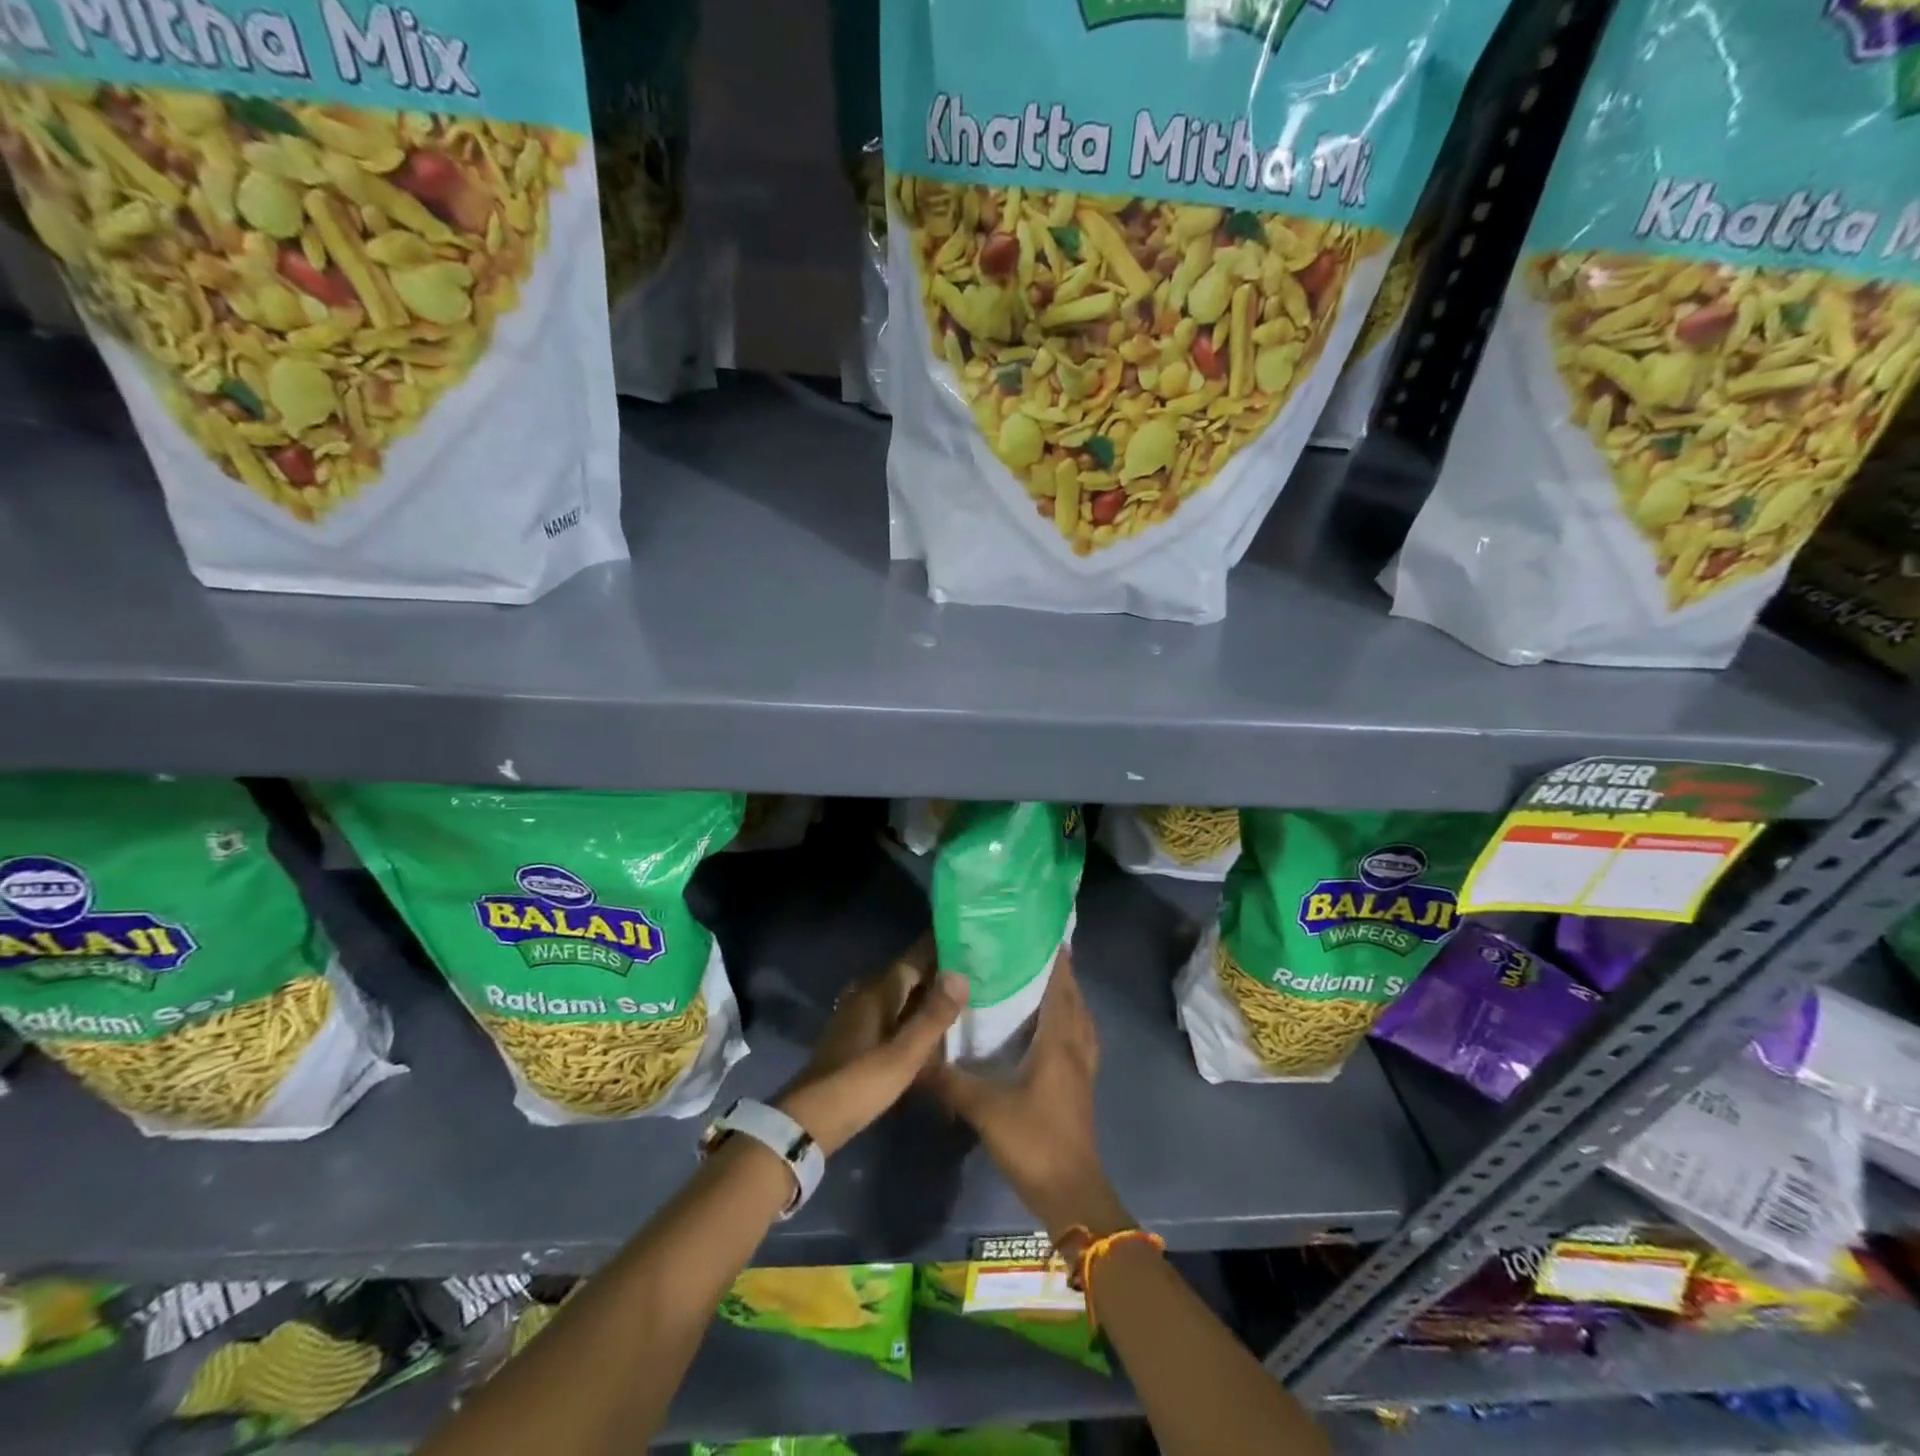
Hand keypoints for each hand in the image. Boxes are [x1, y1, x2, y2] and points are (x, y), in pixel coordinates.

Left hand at [777, 939, 967, 1156]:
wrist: (810, 1120)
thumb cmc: (860, 1083)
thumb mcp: (904, 1054)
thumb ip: (933, 1015)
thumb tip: (961, 974)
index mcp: (878, 990)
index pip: (915, 955)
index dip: (942, 945)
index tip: (971, 935)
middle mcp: (867, 993)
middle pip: (909, 974)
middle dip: (939, 969)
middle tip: (977, 967)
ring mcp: (859, 1015)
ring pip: (901, 995)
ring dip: (927, 993)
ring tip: (962, 995)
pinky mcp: (857, 1036)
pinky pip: (893, 1013)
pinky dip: (914, 1014)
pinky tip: (931, 1027)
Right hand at [929, 950, 1130, 1239]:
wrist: (1070, 1192)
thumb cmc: (1033, 1140)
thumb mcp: (985, 1108)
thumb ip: (951, 1081)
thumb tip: (919, 1058)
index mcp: (1059, 1042)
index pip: (1061, 988)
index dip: (1056, 960)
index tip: (1043, 934)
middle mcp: (1076, 1048)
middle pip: (1074, 999)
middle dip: (1061, 973)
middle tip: (1034, 952)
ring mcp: (1083, 1068)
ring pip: (1081, 1020)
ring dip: (1068, 998)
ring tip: (1042, 983)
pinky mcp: (1081, 1087)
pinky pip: (1079, 1040)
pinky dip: (1069, 1023)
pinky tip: (1048, 1029)